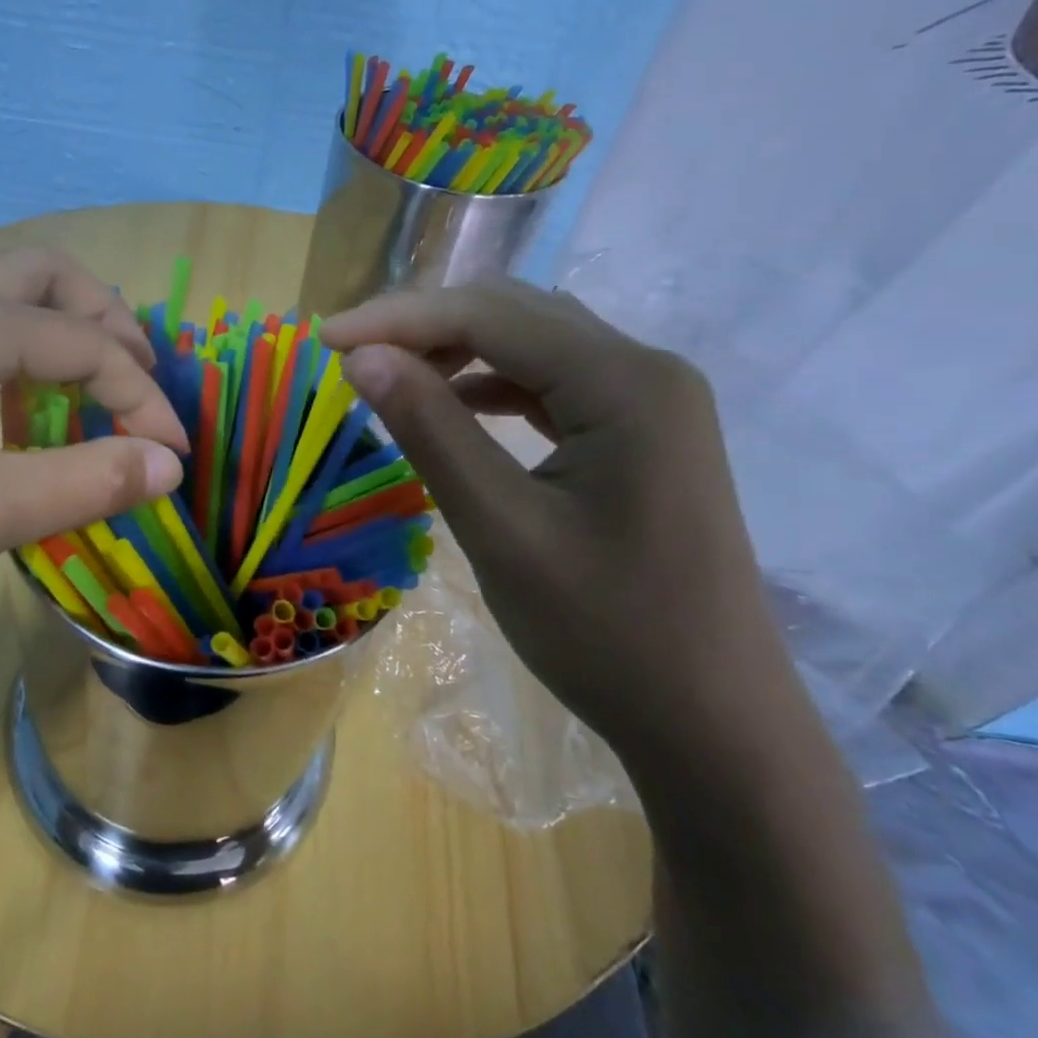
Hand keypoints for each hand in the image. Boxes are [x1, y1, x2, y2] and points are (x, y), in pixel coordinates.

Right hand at [320, 281, 809, 770]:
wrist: (712, 722)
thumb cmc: (606, 632)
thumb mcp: (501, 528)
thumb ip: (430, 430)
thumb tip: (362, 358)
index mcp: (625, 383)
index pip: (491, 315)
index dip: (398, 319)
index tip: (324, 341)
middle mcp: (646, 371)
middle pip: (516, 315)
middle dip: (425, 326)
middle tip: (350, 356)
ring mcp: (651, 403)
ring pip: (534, 345)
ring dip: (457, 351)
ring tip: (390, 377)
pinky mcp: (641, 436)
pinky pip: (554, 385)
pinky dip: (493, 385)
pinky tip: (455, 406)